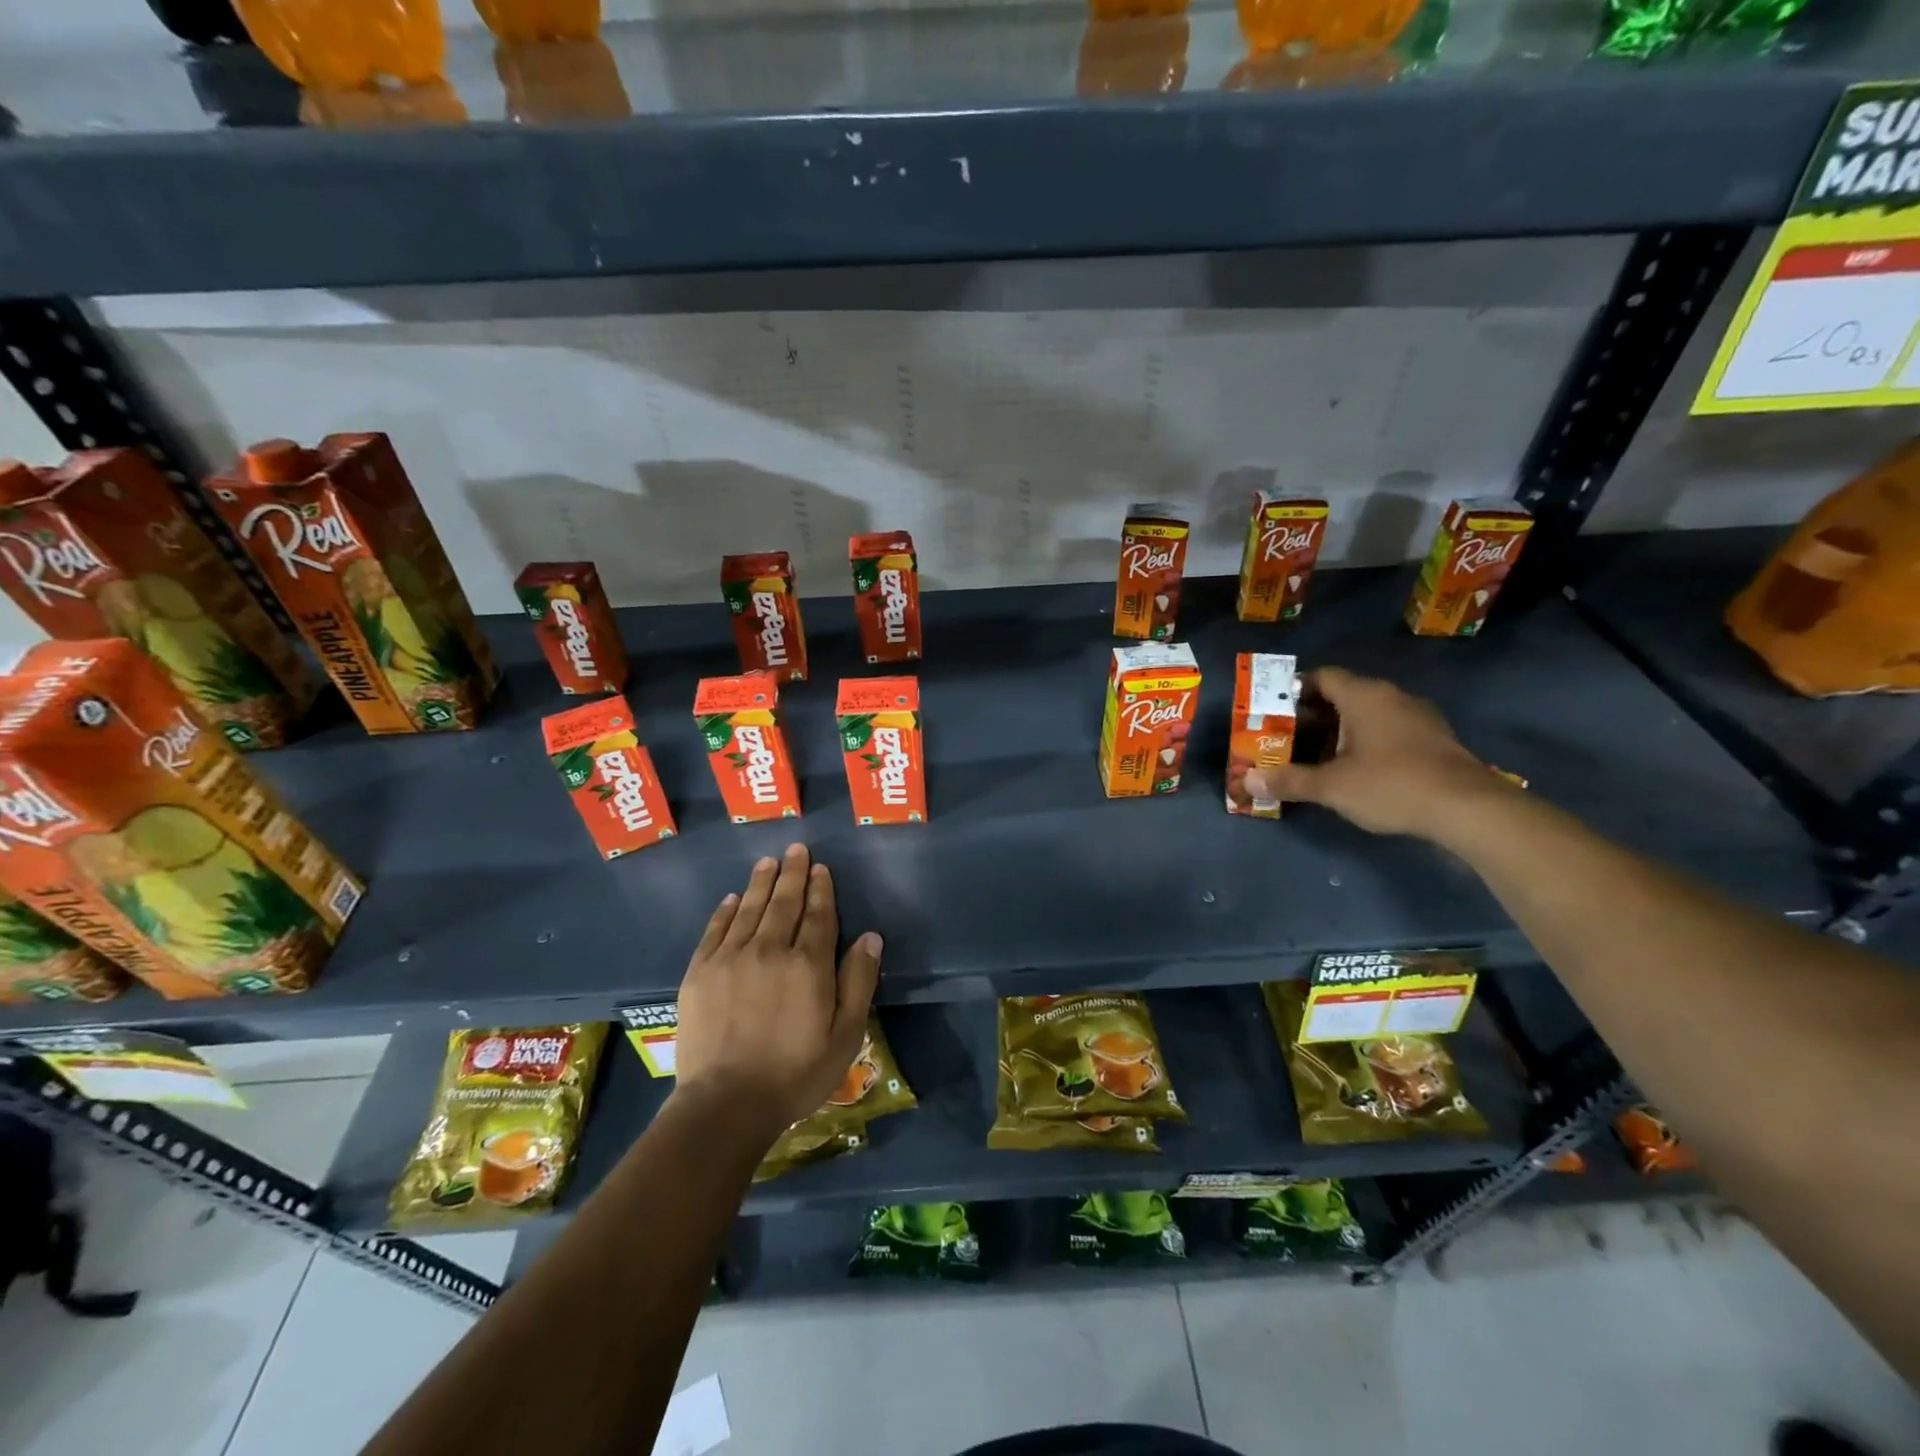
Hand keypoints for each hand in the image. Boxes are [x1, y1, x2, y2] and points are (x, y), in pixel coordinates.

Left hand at [673, 844, 882, 1141]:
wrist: (726, 1103)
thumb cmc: (795, 1073)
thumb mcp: (845, 1035)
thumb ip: (859, 982)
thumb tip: (870, 937)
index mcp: (808, 964)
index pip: (818, 915)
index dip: (820, 889)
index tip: (820, 868)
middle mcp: (770, 950)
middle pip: (783, 903)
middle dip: (792, 874)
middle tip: (795, 849)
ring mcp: (731, 958)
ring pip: (750, 909)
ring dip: (761, 882)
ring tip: (768, 862)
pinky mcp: (700, 972)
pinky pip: (715, 930)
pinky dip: (725, 911)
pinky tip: (732, 898)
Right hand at [1243, 667, 1512, 840]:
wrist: (1468, 809)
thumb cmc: (1391, 784)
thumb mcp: (1331, 786)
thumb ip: (1289, 781)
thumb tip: (1248, 781)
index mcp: (1364, 695)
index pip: (1322, 676)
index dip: (1295, 690)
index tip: (1275, 712)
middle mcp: (1392, 696)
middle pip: (1345, 694)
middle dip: (1314, 715)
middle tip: (1288, 737)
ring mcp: (1418, 717)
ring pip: (1369, 713)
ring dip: (1342, 729)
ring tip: (1318, 755)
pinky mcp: (1435, 739)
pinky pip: (1390, 729)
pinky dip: (1368, 741)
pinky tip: (1358, 768)